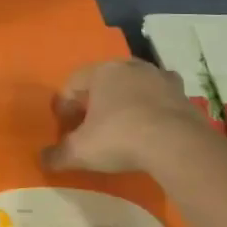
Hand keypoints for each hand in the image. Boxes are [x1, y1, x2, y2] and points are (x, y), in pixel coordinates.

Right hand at [42, 58, 215, 174]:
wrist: (177, 145)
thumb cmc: (120, 138)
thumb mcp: (81, 151)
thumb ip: (59, 155)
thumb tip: (43, 160)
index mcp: (101, 71)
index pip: (73, 83)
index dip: (65, 105)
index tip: (64, 126)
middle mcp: (130, 66)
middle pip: (105, 81)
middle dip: (96, 100)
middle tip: (91, 125)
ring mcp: (160, 78)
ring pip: (135, 86)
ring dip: (127, 101)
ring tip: (124, 126)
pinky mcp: (183, 94)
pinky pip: (161, 98)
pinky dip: (155, 109)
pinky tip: (154, 127)